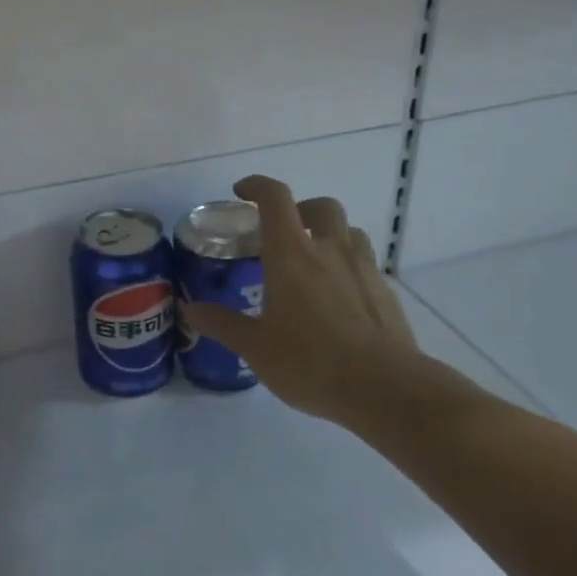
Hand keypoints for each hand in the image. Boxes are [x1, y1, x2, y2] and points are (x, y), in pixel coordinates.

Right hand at [182, 175, 459, 436]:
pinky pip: (366, 265)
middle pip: (321, 206)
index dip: (257, 186)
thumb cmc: (310, 361)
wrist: (384, 389)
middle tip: (284, 233)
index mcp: (292, 255)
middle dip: (301, 209)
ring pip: (349, 232)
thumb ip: (222, 324)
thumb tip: (190, 310)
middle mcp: (330, 250)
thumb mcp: (255, 347)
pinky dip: (348, 268)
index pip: (275, 199)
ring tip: (314, 262)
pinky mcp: (386, 293)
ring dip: (329, 235)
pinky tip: (338, 300)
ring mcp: (364, 269)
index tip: (241, 192)